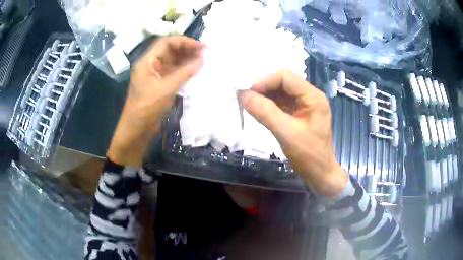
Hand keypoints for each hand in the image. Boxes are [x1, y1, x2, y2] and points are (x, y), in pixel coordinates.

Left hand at [108, 36, 204, 166]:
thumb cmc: (147, 108)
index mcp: (147, 62)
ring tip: (204, 61)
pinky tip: (196, 72)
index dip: (184, 41)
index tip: (200, 46)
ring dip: (187, 60)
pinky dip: (184, 71)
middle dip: (187, 49)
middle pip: (170, 50)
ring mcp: (156, 75)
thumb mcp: (166, 89)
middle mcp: (151, 65)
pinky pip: (174, 72)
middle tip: (205, 53)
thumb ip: (184, 73)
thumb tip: (202, 60)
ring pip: (173, 61)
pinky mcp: (160, 84)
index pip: (166, 43)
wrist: (137, 130)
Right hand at [240, 69, 347, 197]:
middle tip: (247, 100)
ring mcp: (306, 104)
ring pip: (282, 91)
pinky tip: (260, 111)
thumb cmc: (308, 155)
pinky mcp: (301, 113)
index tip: (248, 94)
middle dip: (264, 88)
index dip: (265, 82)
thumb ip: (264, 112)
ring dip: (266, 96)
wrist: (320, 173)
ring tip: (251, 105)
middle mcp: (311, 96)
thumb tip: (242, 94)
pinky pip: (283, 102)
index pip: (285, 77)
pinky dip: (270, 105)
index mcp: (313, 96)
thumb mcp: (286, 133)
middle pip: (284, 82)